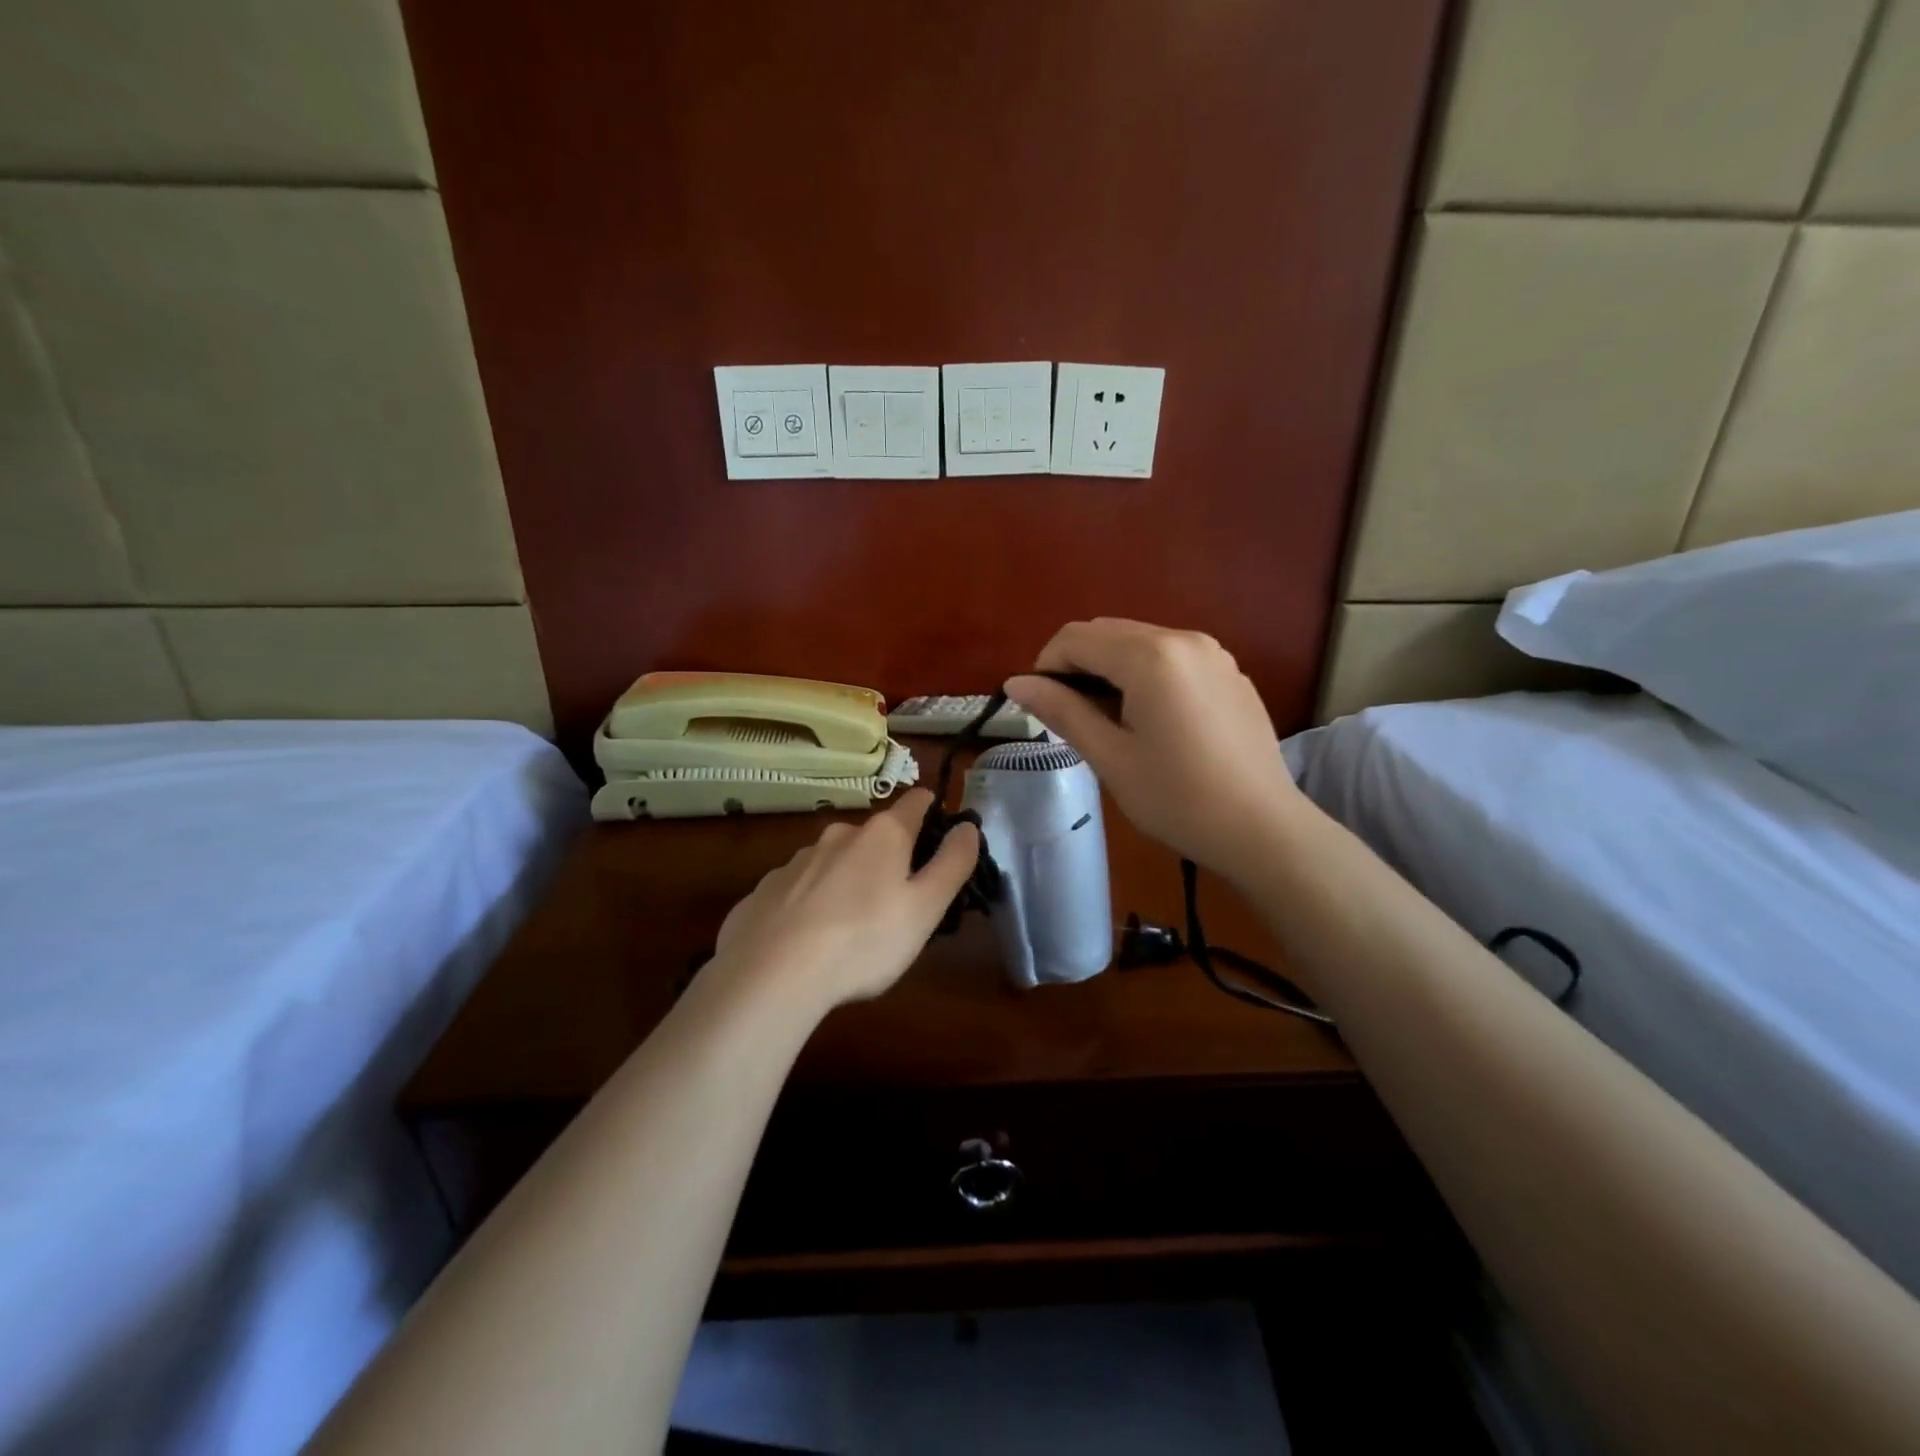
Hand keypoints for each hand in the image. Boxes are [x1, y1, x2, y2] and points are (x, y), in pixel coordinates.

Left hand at [710, 789, 980, 1011]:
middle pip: (874, 834)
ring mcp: (796, 860)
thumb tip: (967, 826)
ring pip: (833, 860)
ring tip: (850, 925)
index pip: (916, 802)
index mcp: (882, 835)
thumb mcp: (925, 908)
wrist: (771, 974)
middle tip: (896, 900)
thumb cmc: (864, 940)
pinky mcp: (764, 889)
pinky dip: (809, 903)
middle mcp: (838, 835)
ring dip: (847, 879)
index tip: (940, 830)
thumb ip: (952, 863)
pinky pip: (797, 888)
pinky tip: (807, 939)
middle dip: (888, 856)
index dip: (932, 810)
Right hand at [1006, 619, 1303, 876]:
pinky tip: (1152, 721)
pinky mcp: (1230, 673)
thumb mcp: (1110, 757)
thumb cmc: (1177, 798)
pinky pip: (1172, 658)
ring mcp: (1213, 653)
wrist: (1263, 829)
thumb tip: (1015, 683)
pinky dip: (1145, 675)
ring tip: (1109, 721)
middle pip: (1107, 632)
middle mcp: (1183, 638)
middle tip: (1071, 717)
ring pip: (1140, 643)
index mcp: (1150, 656)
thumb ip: (1062, 711)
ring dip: (1110, 670)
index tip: (1041, 707)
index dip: (1046, 667)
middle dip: (1077, 666)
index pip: (1075, 639)